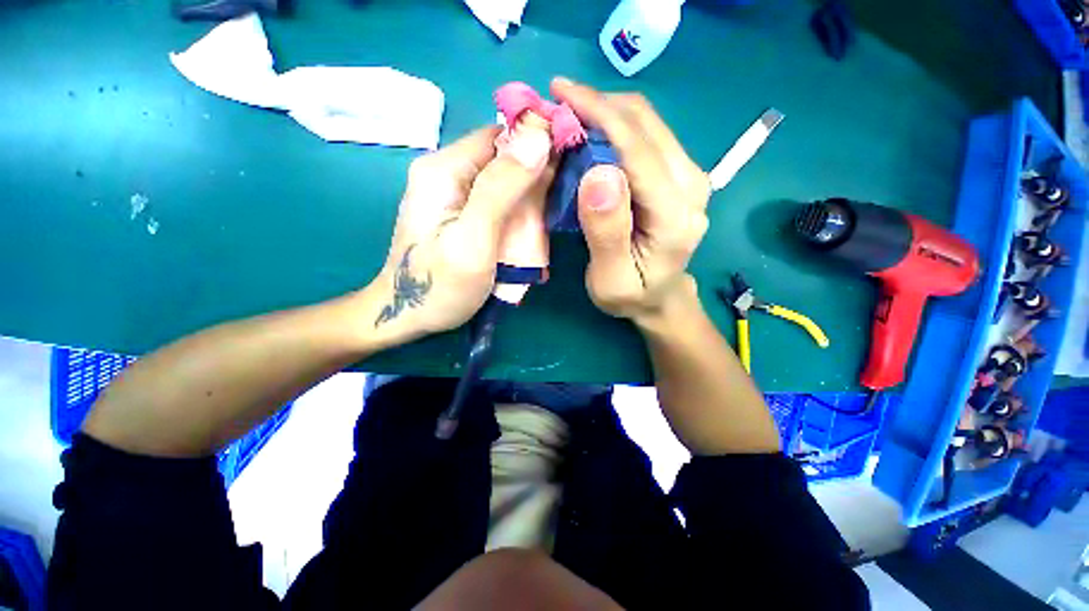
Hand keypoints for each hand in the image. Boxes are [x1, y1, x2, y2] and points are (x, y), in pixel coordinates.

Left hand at [372, 123, 554, 341]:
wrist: (407, 317)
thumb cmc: (439, 286)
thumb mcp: (472, 239)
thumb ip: (501, 189)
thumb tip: (538, 137)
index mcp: (445, 169)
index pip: (500, 134)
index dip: (538, 142)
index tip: (571, 164)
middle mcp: (447, 172)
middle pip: (505, 159)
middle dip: (536, 181)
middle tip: (554, 213)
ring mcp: (453, 194)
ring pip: (505, 182)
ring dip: (529, 203)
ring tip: (542, 231)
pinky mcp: (461, 213)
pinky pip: (499, 202)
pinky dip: (518, 215)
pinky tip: (527, 236)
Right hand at [551, 78, 710, 325]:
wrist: (660, 298)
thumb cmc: (632, 294)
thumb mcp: (612, 279)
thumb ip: (607, 231)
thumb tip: (596, 173)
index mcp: (675, 214)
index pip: (637, 148)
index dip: (598, 114)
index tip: (558, 93)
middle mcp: (691, 184)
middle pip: (645, 124)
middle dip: (598, 105)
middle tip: (556, 105)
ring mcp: (689, 174)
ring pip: (647, 122)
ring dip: (605, 111)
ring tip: (568, 116)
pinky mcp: (679, 173)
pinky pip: (646, 135)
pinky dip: (615, 125)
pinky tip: (590, 133)